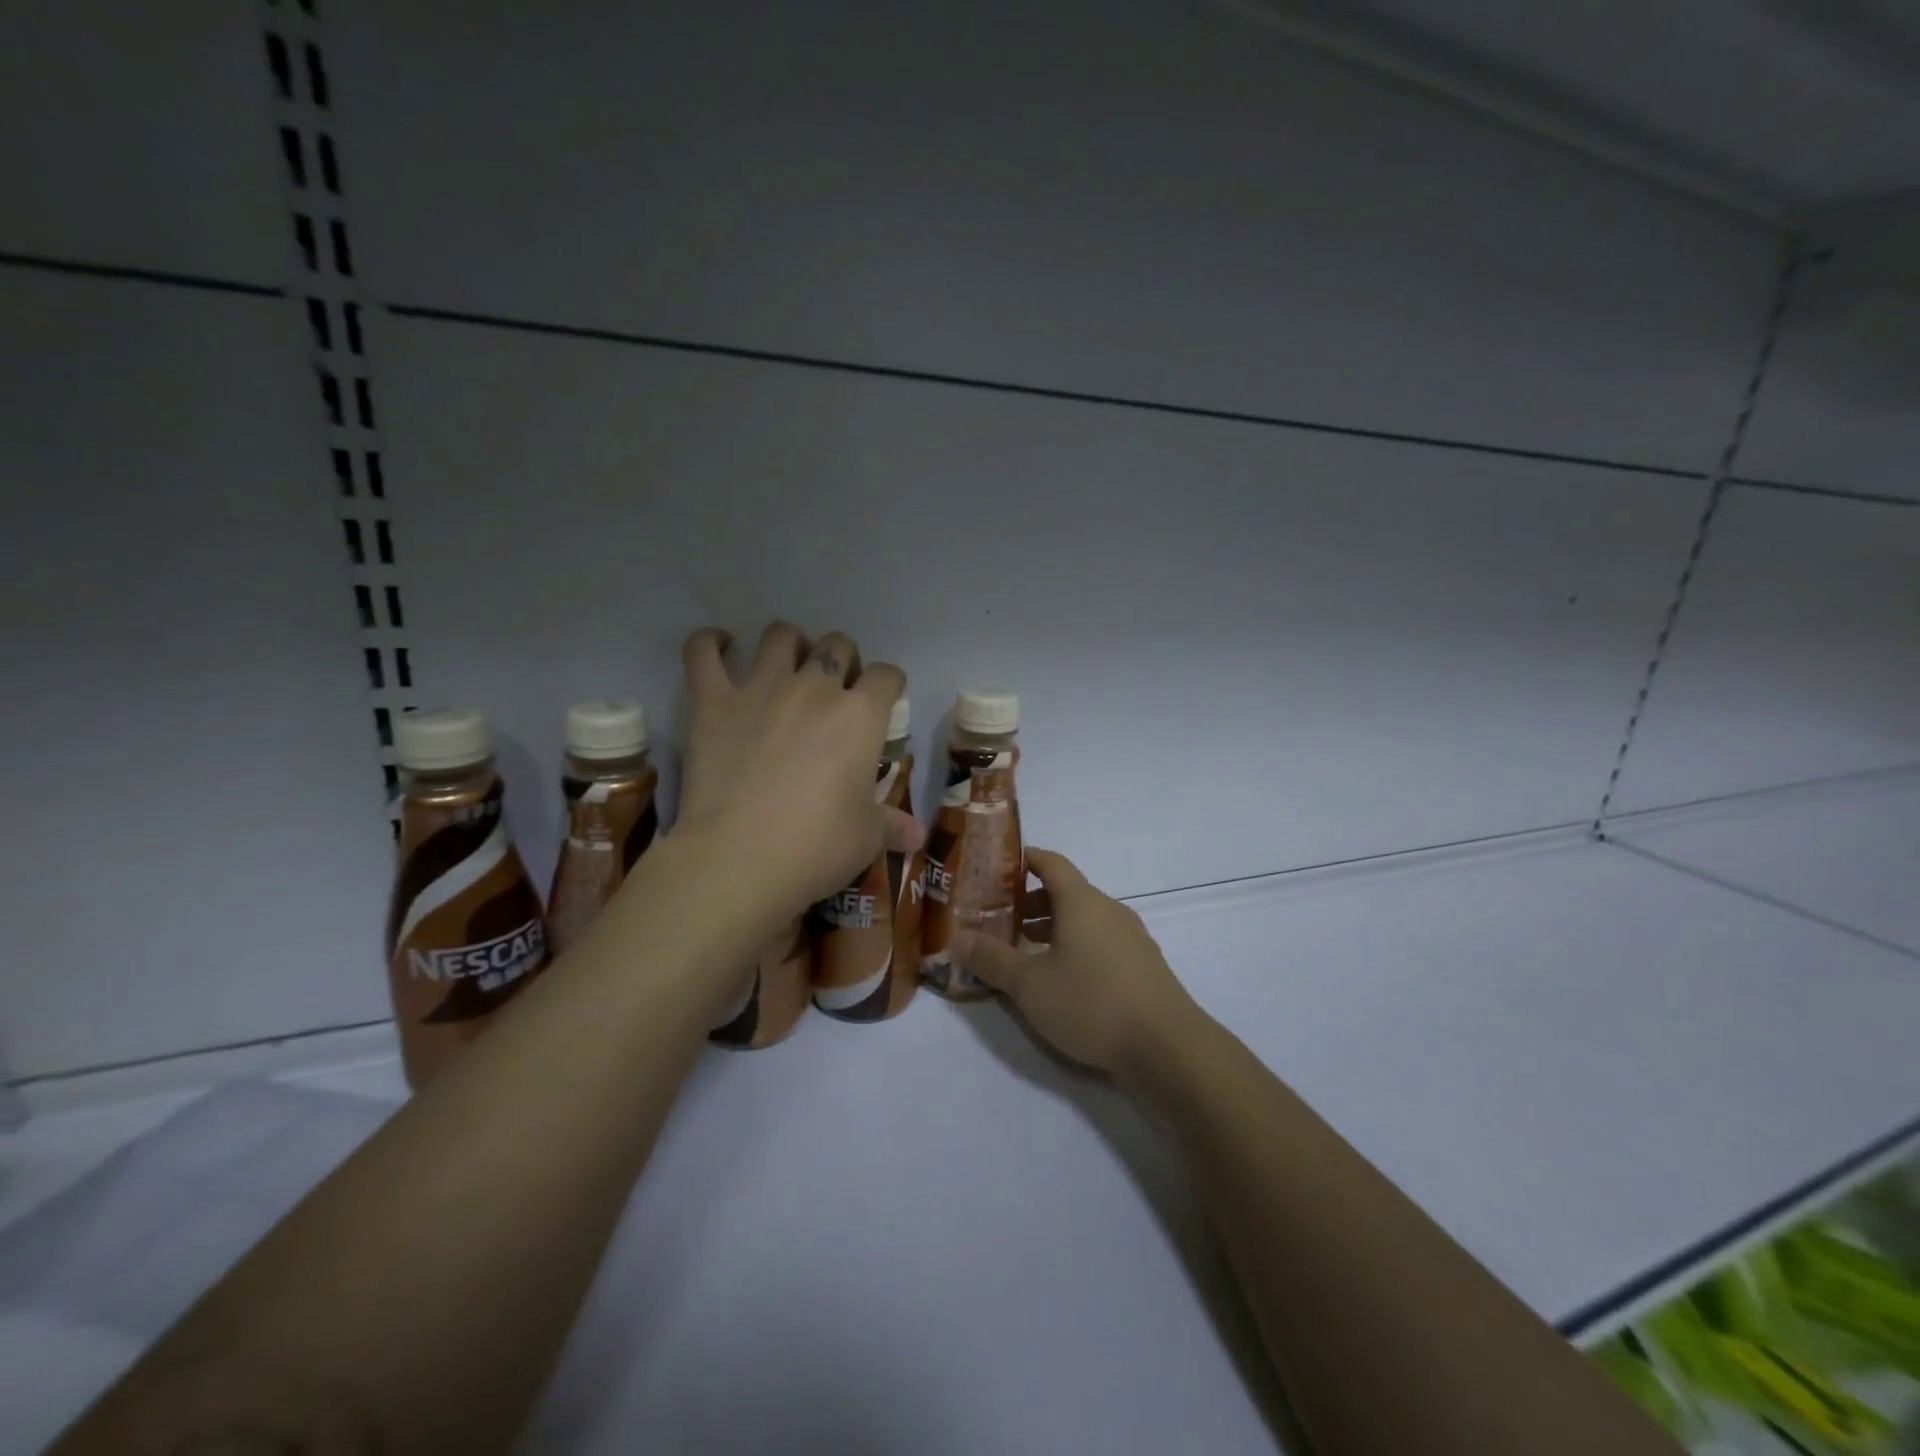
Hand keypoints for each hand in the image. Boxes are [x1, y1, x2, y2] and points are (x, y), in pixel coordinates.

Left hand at [674, 622, 921, 936]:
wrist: (740, 859)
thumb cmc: (817, 846)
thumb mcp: (867, 838)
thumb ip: (892, 825)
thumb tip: (918, 836)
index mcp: (860, 715)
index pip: (886, 676)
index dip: (889, 685)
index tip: (884, 701)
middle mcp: (815, 688)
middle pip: (837, 645)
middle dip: (843, 659)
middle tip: (836, 689)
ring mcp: (761, 689)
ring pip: (780, 636)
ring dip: (790, 644)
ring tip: (788, 665)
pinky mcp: (713, 702)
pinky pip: (703, 652)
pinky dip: (710, 642)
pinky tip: (719, 644)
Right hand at [952, 848, 1204, 1078]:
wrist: (1168, 1046)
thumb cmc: (1092, 1002)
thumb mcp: (1030, 985)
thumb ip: (992, 959)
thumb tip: (958, 938)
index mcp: (1082, 901)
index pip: (1051, 863)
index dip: (1024, 860)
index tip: (997, 867)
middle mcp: (1108, 910)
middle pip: (1065, 892)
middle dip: (1029, 902)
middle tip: (997, 919)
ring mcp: (1130, 937)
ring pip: (1083, 920)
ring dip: (1051, 928)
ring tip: (1022, 952)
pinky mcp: (1142, 965)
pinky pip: (1100, 942)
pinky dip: (1074, 947)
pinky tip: (1060, 979)